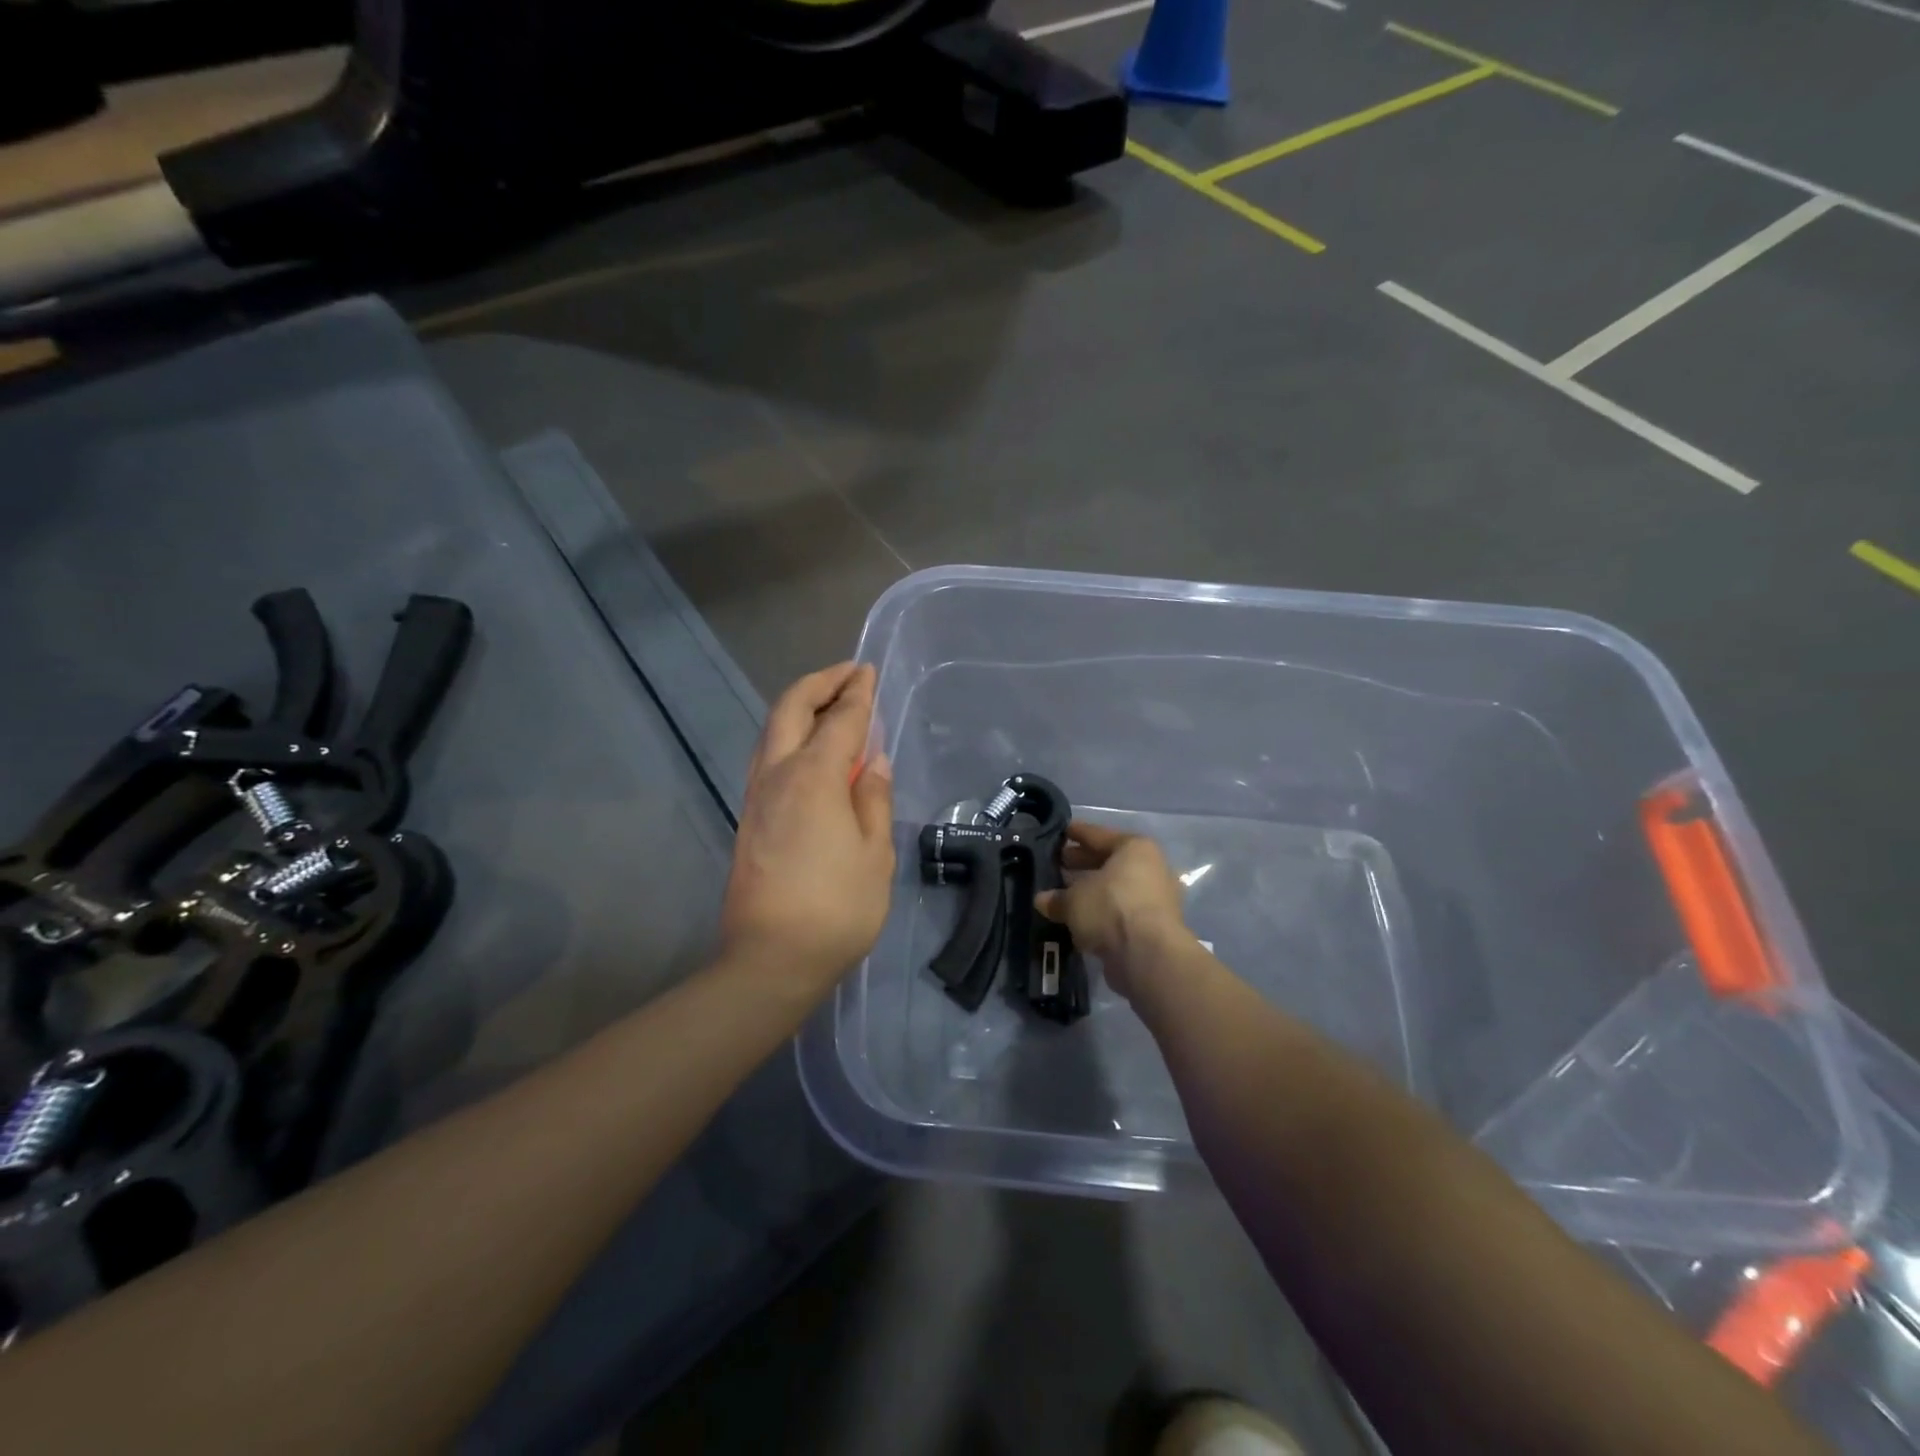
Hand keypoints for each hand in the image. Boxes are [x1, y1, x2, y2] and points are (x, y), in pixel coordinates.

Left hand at [721, 663, 894, 996]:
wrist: (770, 959)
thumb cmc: (836, 908)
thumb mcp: (874, 853)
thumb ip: (874, 799)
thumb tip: (874, 761)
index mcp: (813, 777)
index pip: (840, 720)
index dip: (858, 693)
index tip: (869, 672)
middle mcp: (777, 774)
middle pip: (791, 709)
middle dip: (819, 683)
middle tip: (848, 674)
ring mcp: (756, 795)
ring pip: (772, 730)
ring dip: (800, 706)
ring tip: (830, 704)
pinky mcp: (749, 817)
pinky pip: (769, 756)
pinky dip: (791, 735)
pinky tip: (811, 749)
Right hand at [1034, 821, 1190, 1001]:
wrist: (1148, 956)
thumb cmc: (1110, 909)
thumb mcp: (1073, 900)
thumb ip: (1056, 898)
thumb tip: (1043, 899)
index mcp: (1135, 848)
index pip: (1098, 835)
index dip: (1076, 833)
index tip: (1060, 832)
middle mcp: (1151, 868)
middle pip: (1110, 861)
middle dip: (1083, 864)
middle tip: (1059, 864)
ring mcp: (1157, 898)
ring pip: (1117, 888)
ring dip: (1093, 892)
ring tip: (1066, 894)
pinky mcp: (1156, 927)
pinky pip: (1122, 911)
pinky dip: (1104, 913)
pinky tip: (1083, 919)